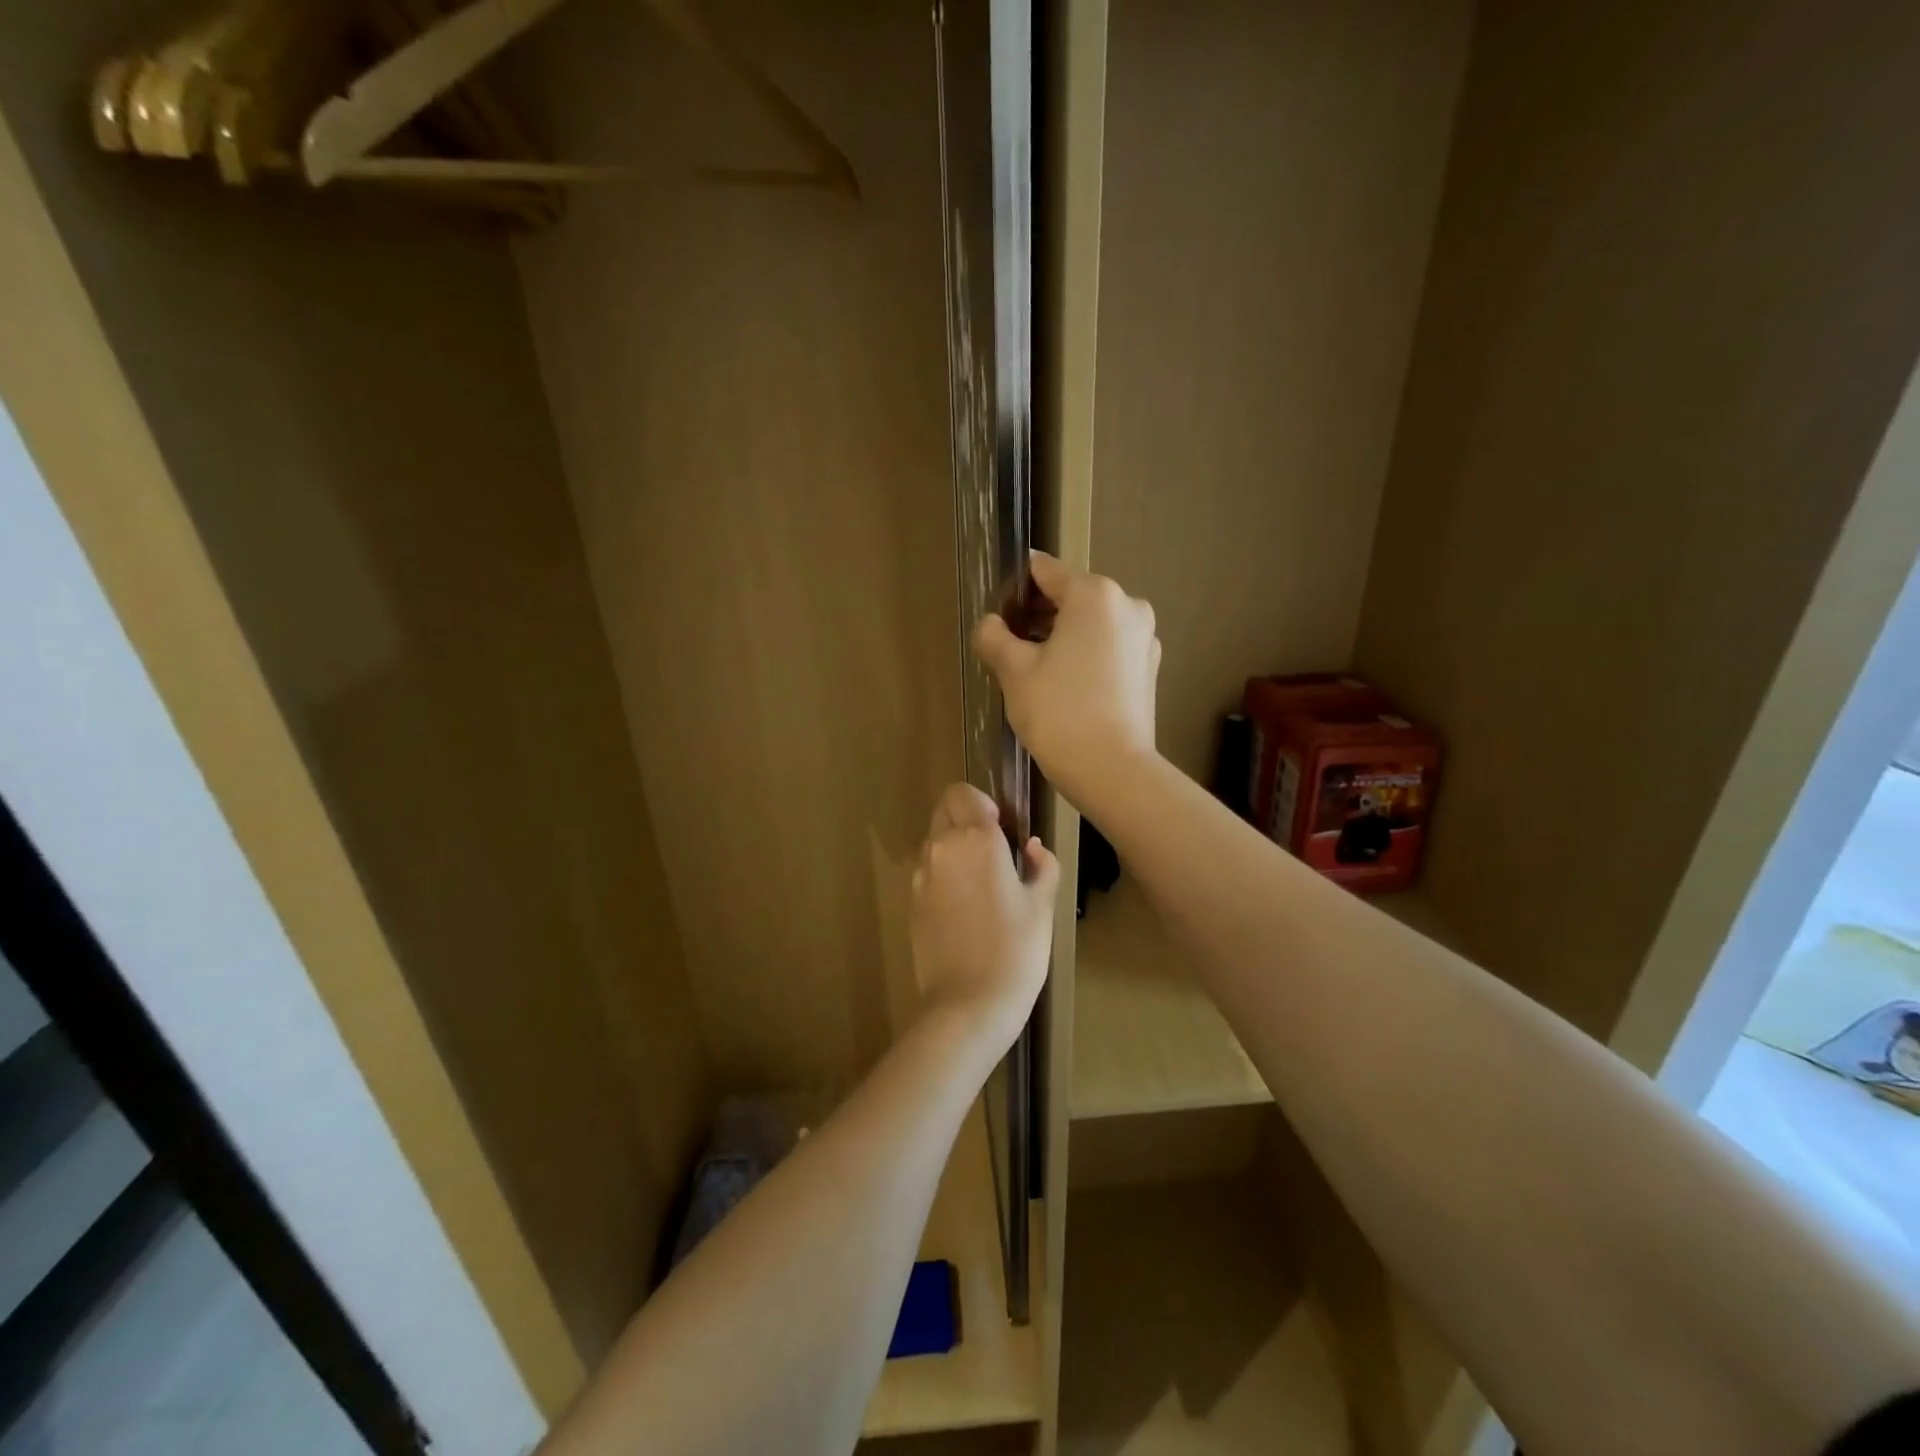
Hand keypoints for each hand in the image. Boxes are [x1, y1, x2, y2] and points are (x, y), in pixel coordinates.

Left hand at [910, 784, 1059, 1055]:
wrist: (968, 1005)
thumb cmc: (1016, 951)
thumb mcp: (1043, 906)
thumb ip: (1042, 865)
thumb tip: (1032, 847)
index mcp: (976, 839)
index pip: (964, 793)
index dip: (985, 804)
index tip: (1006, 829)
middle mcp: (942, 848)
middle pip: (945, 809)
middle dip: (967, 818)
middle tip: (995, 851)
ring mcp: (921, 875)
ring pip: (934, 839)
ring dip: (954, 845)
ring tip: (981, 883)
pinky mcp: (911, 901)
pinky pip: (927, 870)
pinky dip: (943, 873)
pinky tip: (965, 907)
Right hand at [973, 551, 1159, 797]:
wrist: (1112, 770)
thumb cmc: (1058, 712)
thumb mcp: (1014, 672)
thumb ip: (994, 636)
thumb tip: (990, 623)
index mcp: (1095, 595)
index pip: (1045, 571)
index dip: (1015, 586)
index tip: (996, 609)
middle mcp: (1128, 606)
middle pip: (1071, 597)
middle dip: (1038, 614)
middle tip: (1008, 645)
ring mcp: (1144, 638)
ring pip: (1091, 624)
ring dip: (1062, 637)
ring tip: (1032, 669)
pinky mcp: (1149, 668)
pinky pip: (1108, 648)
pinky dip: (1085, 656)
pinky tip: (1064, 686)